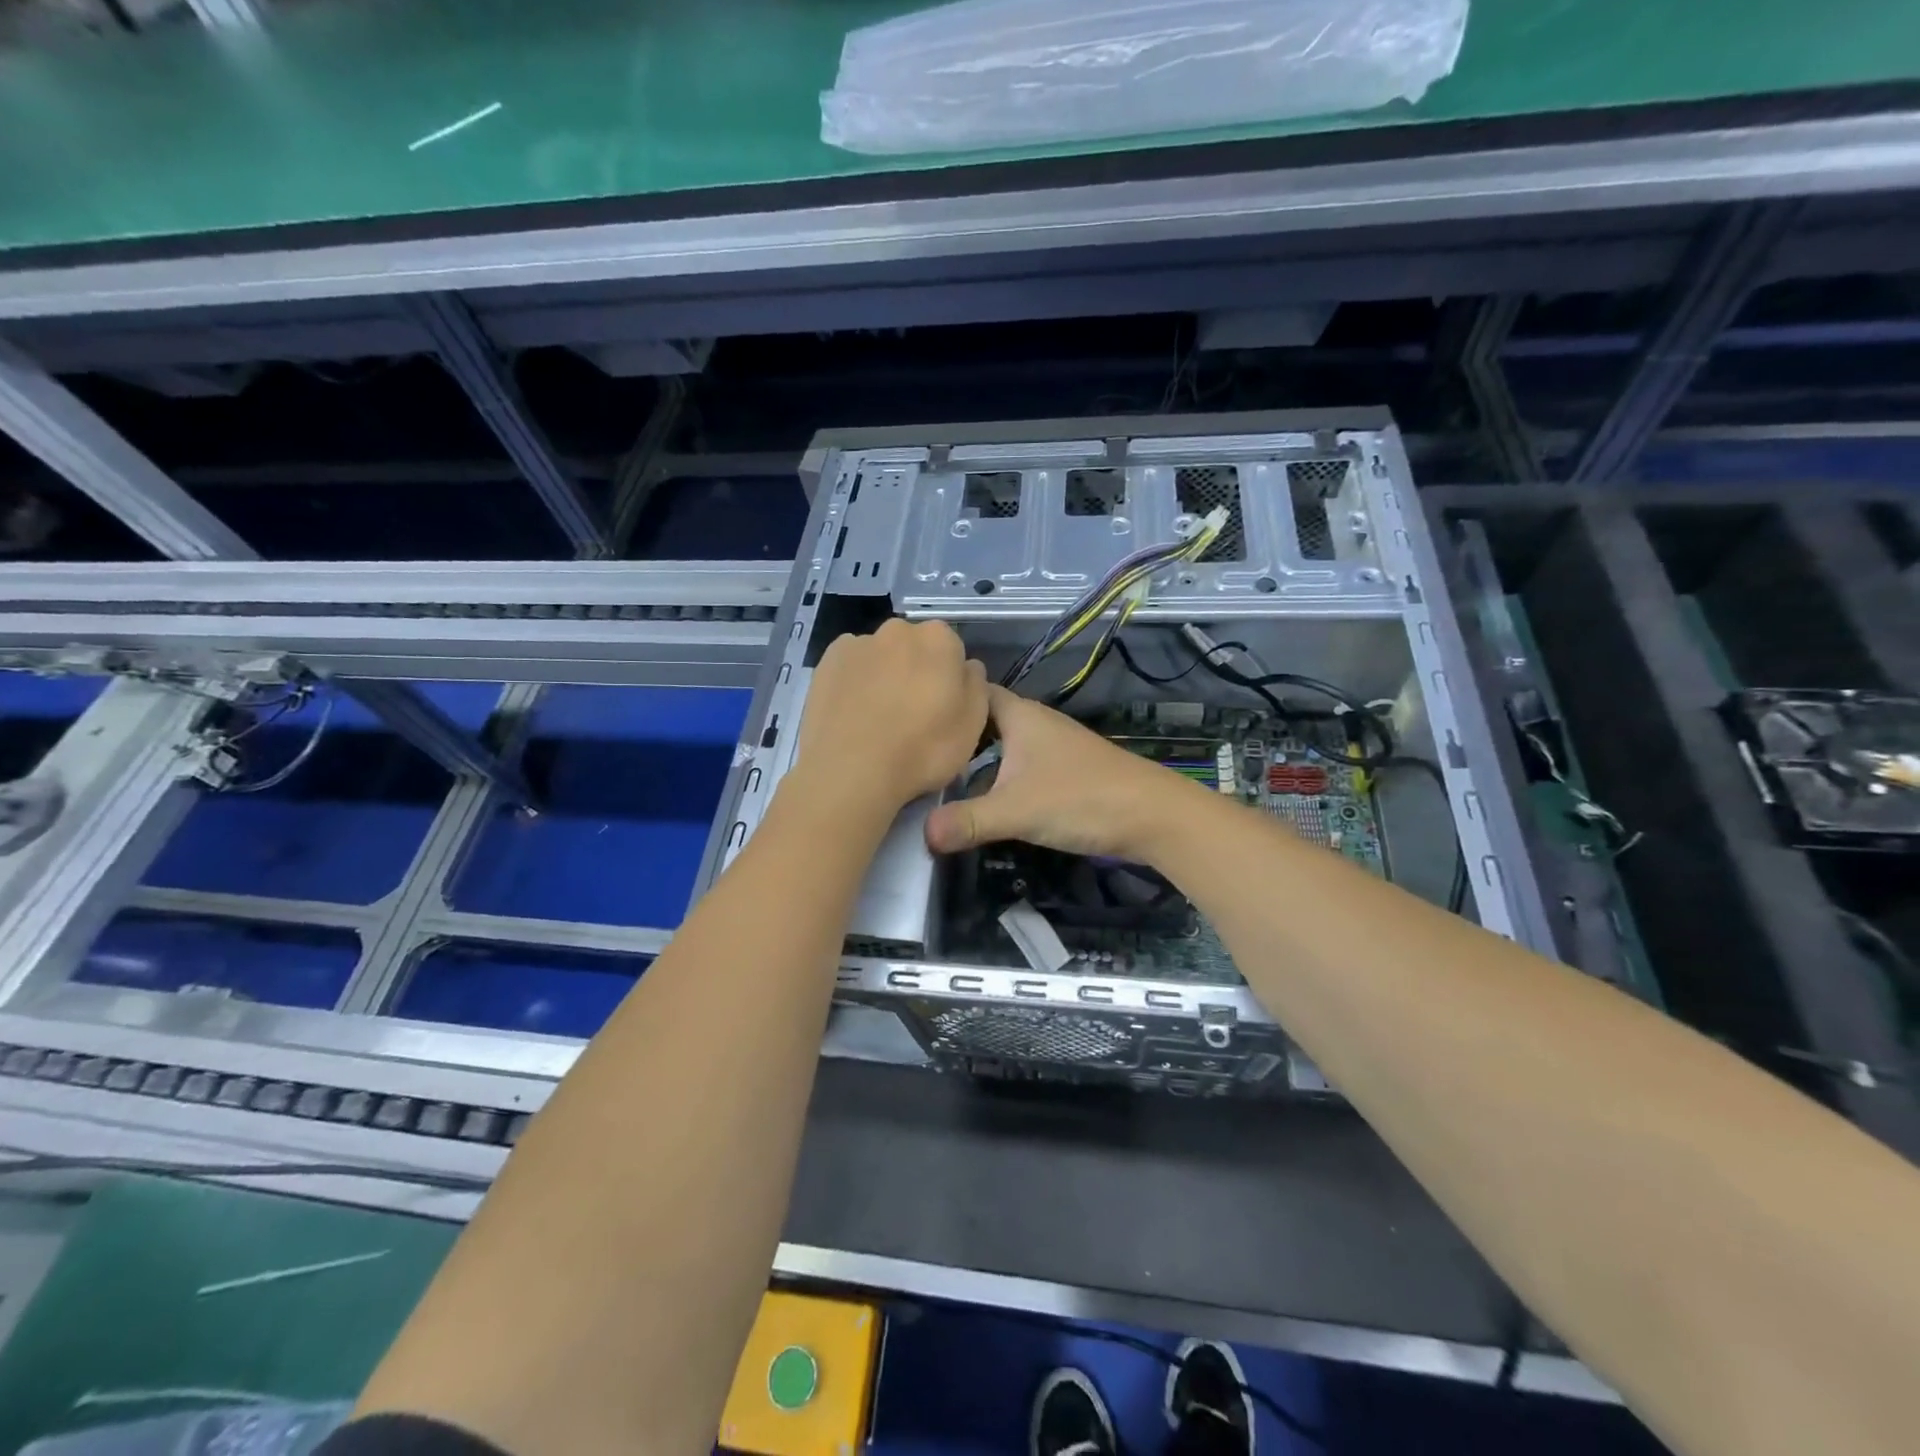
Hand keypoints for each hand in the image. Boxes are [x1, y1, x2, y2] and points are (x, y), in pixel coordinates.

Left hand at [790, 620, 988, 820]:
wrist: (851, 771)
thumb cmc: (923, 749)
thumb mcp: (973, 725)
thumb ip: (975, 685)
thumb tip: (967, 667)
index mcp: (939, 639)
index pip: (952, 651)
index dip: (949, 681)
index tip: (942, 709)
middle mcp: (898, 630)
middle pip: (915, 649)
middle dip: (916, 672)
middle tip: (911, 715)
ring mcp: (858, 643)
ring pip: (880, 657)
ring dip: (884, 677)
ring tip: (877, 720)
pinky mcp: (826, 662)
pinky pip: (850, 668)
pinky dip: (854, 683)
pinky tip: (853, 714)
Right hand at [925, 685, 1207, 861]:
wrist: (1152, 816)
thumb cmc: (1081, 799)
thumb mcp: (1016, 810)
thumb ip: (967, 821)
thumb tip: (922, 834)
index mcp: (1020, 716)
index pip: (974, 692)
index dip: (945, 700)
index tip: (912, 718)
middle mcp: (1036, 723)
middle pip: (986, 720)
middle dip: (955, 735)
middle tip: (918, 755)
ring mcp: (1054, 747)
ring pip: (1005, 745)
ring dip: (977, 759)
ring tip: (940, 780)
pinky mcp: (1066, 772)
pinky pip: (1021, 765)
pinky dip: (1000, 776)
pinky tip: (986, 799)